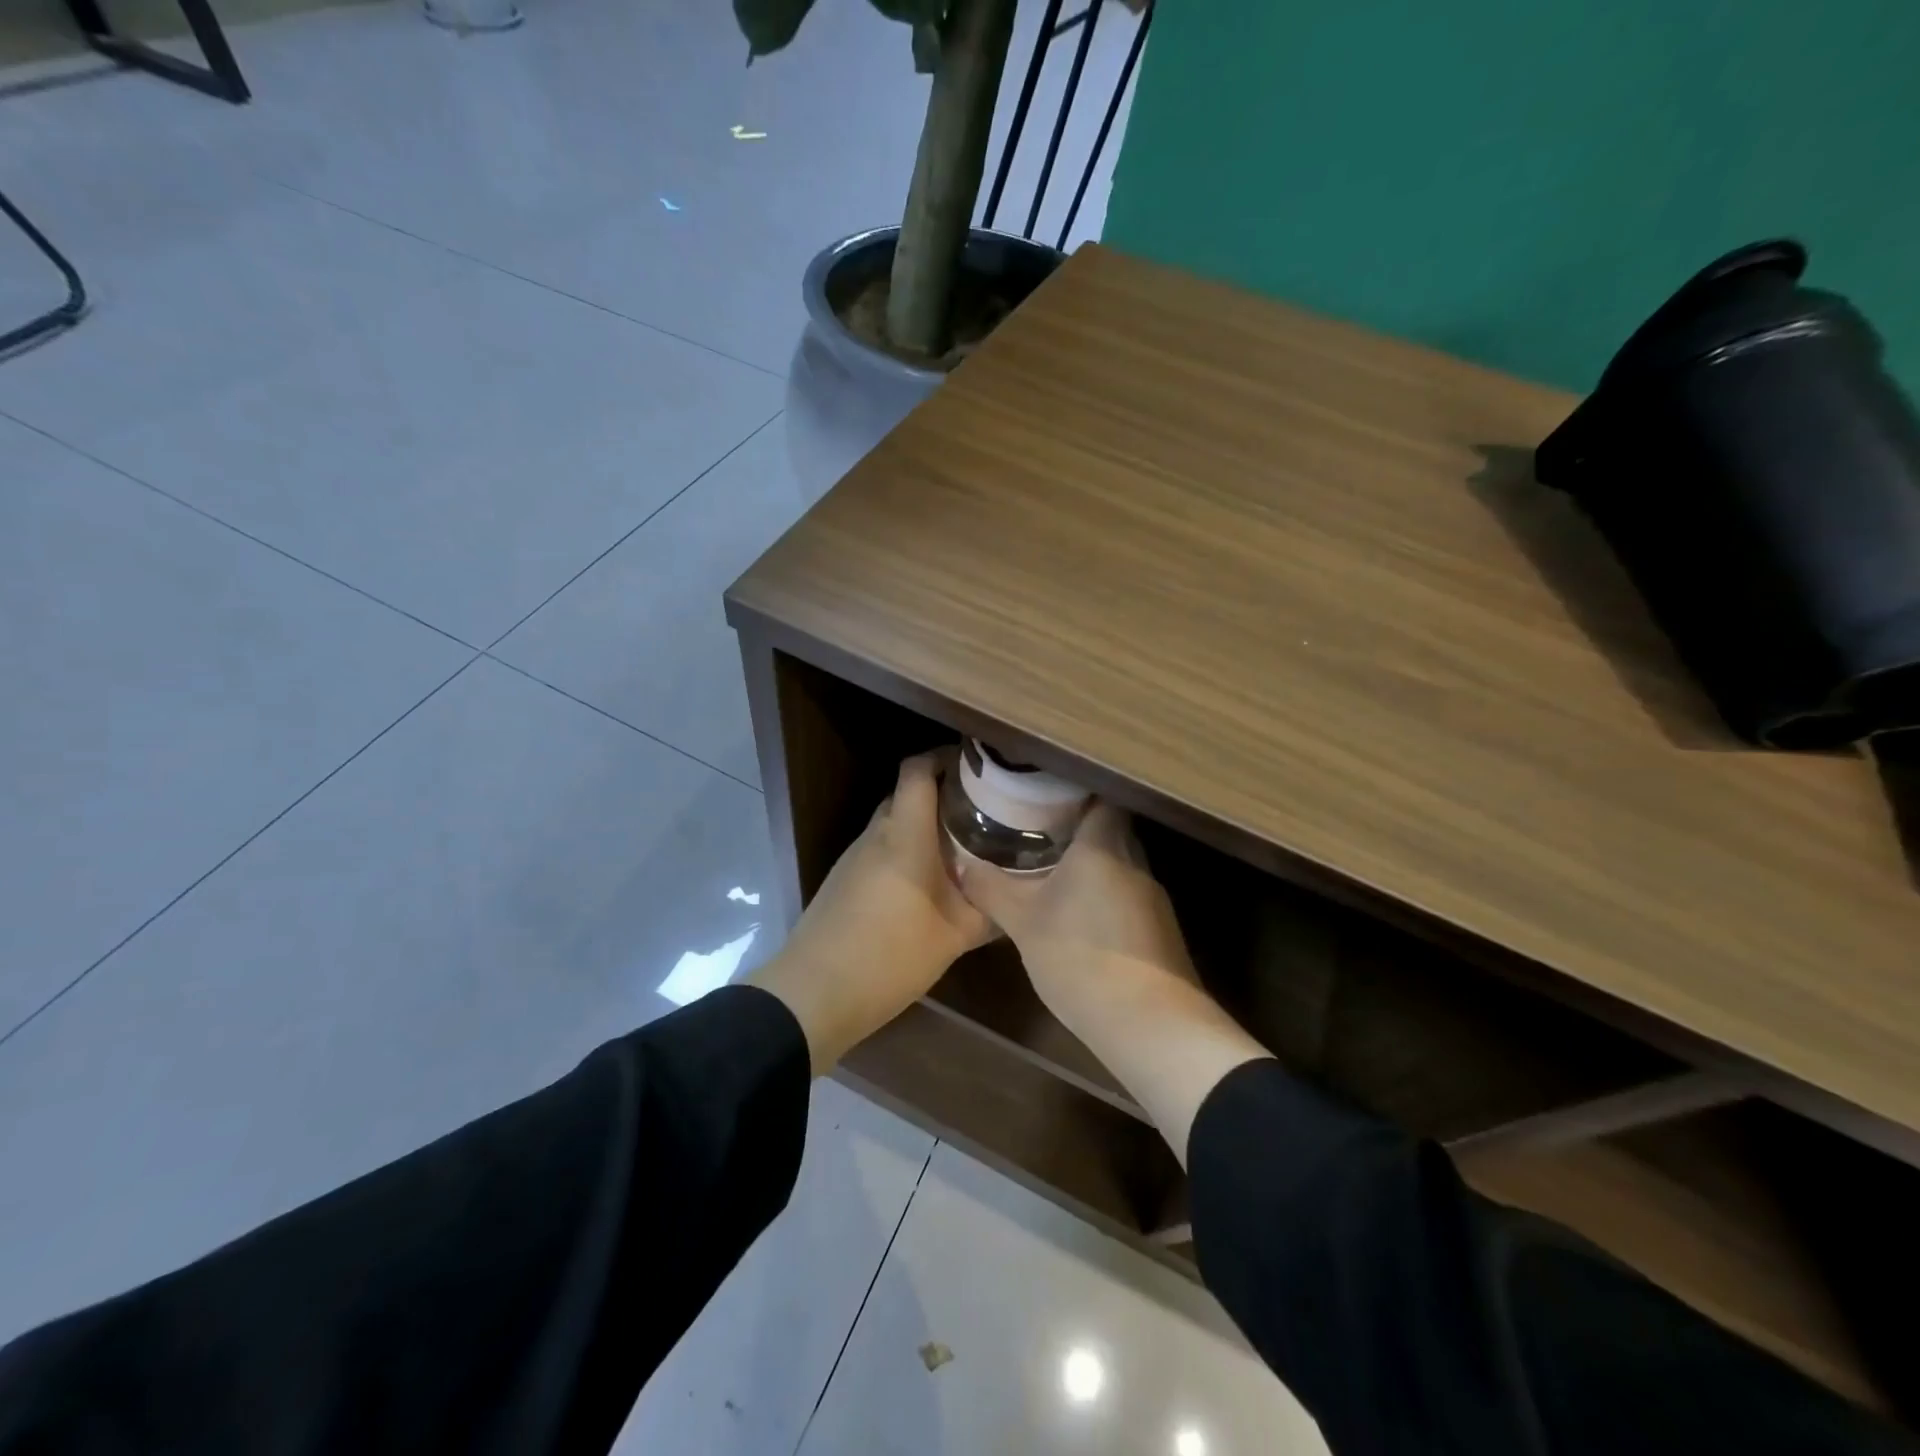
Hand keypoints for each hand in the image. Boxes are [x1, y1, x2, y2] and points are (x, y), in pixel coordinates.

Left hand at [750, 752, 991, 1071]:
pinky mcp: (845, 878)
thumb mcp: (953, 938)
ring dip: (924, 825)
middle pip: (908, 794)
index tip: (977, 767)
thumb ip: (988, 912)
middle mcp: (877, 835)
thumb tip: (1015, 899)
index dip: (944, 758)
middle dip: (943, 794)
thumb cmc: (889, 957)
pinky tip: (928, 880)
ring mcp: (855, 856)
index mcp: (904, 836)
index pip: (917, 771)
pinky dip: (907, 850)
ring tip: (962, 844)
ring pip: (894, 822)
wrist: (815, 993)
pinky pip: (882, 848)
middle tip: (982, 810)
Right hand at [957, 803, 1267, 1164]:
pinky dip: (1105, 897)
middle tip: (1037, 834)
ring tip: (1052, 874)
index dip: (1073, 794)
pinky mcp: (1160, 930)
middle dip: (1077, 832)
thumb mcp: (1023, 924)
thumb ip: (993, 890)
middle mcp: (1134, 863)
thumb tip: (964, 865)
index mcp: (1103, 847)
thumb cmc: (1081, 958)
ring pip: (1119, 866)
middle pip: (1110, 830)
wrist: (1150, 1024)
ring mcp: (1153, 898)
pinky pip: (1127, 896)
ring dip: (1091, 867)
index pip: (1100, 799)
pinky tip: (1080, 918)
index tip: (1042, 797)